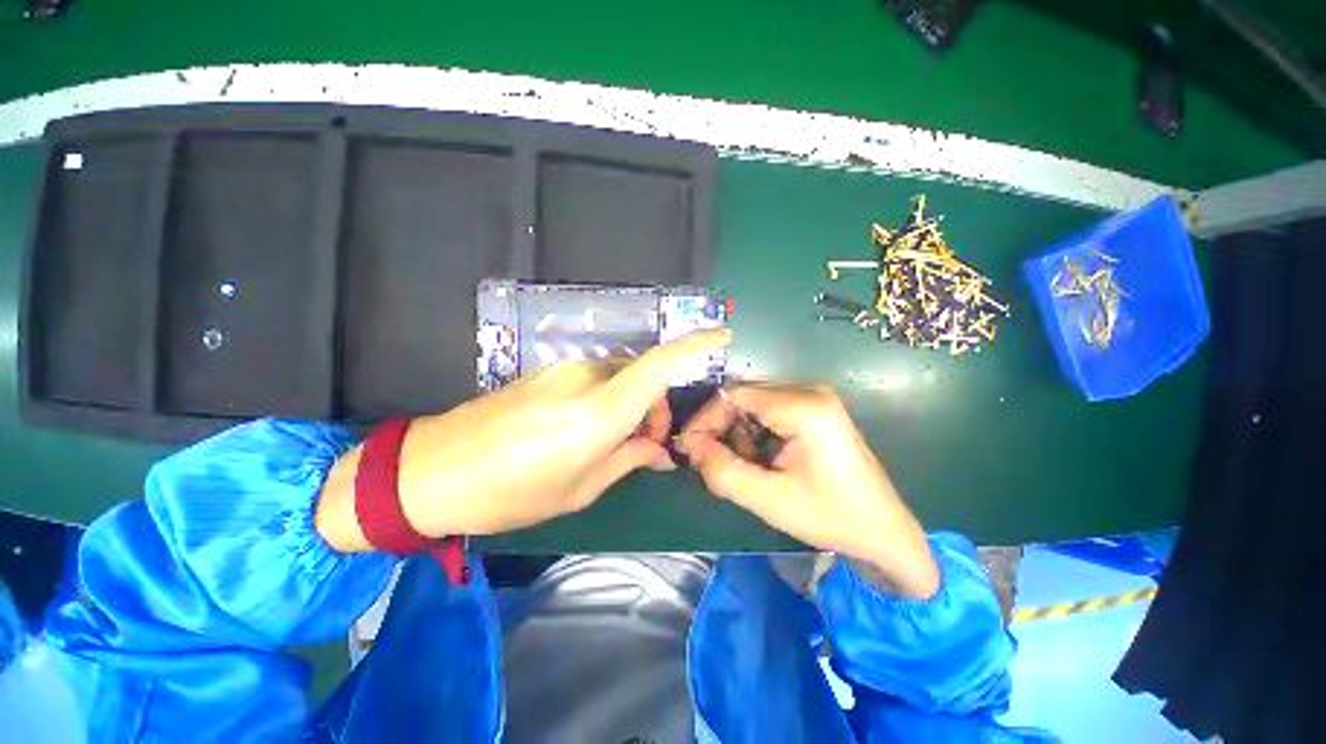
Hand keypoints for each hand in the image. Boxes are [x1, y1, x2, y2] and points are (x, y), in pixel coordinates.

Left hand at [316, 329, 730, 550]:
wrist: (434, 469)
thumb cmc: (512, 492)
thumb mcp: (580, 488)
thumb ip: (627, 460)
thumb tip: (659, 452)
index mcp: (599, 412)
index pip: (658, 367)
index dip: (694, 347)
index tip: (721, 336)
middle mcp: (586, 378)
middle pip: (642, 376)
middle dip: (655, 406)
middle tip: (649, 445)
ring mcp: (563, 369)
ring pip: (619, 377)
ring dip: (631, 404)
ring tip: (619, 441)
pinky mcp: (547, 371)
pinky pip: (594, 378)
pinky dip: (608, 399)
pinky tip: (593, 427)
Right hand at [678, 383, 939, 598]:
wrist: (883, 531)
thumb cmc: (831, 517)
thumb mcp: (770, 500)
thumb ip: (723, 471)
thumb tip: (691, 445)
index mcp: (804, 407)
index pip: (735, 395)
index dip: (705, 419)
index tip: (688, 448)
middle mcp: (808, 391)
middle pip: (743, 396)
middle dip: (720, 428)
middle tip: (709, 462)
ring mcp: (813, 398)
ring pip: (752, 403)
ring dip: (737, 433)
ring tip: (743, 467)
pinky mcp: (813, 409)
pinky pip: (768, 410)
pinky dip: (754, 433)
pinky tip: (761, 460)